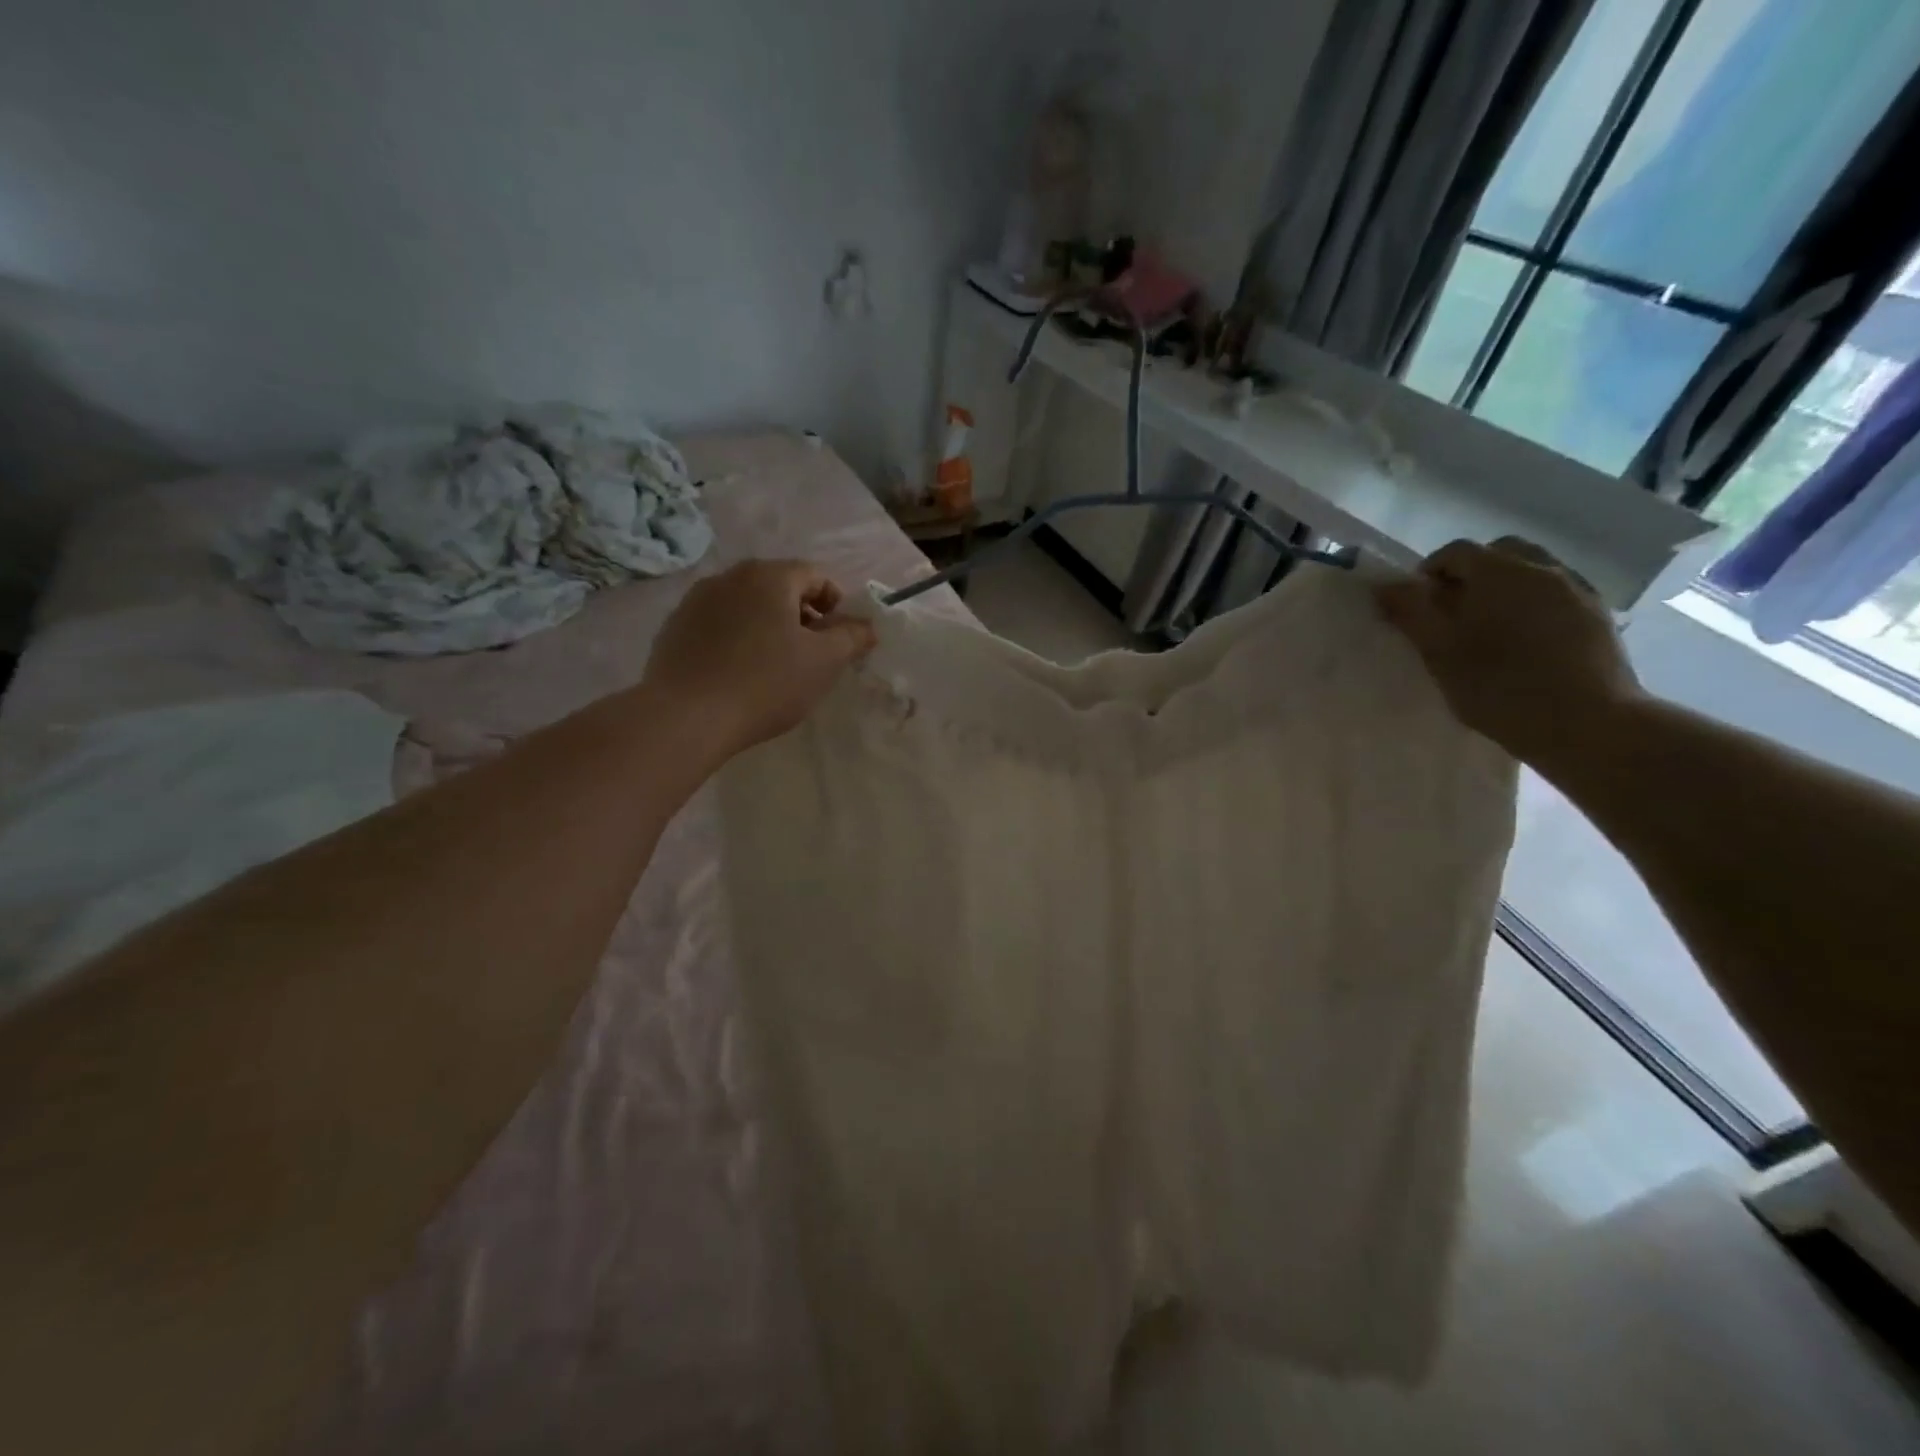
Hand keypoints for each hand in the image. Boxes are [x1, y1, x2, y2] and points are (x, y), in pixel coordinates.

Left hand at [644, 559, 876, 757]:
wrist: (686, 717)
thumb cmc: (765, 684)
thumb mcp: (824, 662)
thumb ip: (852, 637)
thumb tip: (866, 625)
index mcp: (769, 576)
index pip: (815, 576)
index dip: (836, 605)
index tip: (840, 640)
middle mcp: (730, 576)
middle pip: (779, 587)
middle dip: (802, 615)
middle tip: (811, 654)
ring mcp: (696, 600)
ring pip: (746, 605)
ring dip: (768, 627)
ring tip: (774, 666)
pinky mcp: (674, 628)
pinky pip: (718, 625)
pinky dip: (736, 639)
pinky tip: (738, 674)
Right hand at [1373, 537, 1642, 765]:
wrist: (1587, 722)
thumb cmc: (1499, 685)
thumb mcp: (1440, 652)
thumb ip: (1411, 613)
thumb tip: (1386, 586)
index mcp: (1499, 571)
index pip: (1456, 551)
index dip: (1430, 572)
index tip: (1419, 606)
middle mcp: (1542, 568)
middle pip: (1500, 553)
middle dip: (1472, 574)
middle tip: (1454, 613)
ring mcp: (1578, 589)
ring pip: (1533, 571)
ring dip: (1506, 588)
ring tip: (1492, 629)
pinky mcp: (1599, 616)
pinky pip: (1557, 594)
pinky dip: (1535, 605)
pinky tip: (1528, 642)